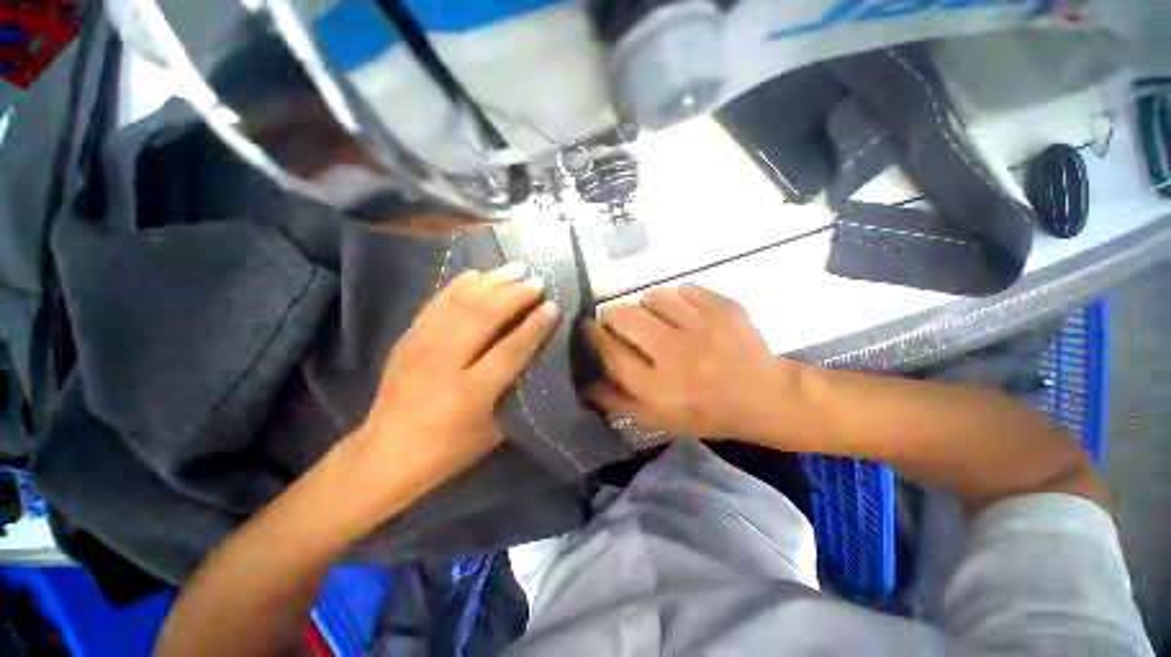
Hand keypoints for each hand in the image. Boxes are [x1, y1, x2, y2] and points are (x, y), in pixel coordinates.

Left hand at [344, 262, 559, 518]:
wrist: (386, 453)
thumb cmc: (448, 449)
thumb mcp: (493, 430)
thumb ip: (514, 391)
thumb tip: (534, 356)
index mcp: (471, 392)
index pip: (511, 349)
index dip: (534, 326)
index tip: (553, 305)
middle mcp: (444, 362)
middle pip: (485, 316)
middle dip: (515, 295)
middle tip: (537, 281)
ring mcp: (421, 345)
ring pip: (462, 303)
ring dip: (492, 282)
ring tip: (515, 269)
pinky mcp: (408, 338)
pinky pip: (437, 302)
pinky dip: (459, 285)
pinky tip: (477, 274)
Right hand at [585, 284, 809, 440]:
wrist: (766, 397)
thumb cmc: (707, 413)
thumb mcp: (660, 419)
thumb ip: (619, 402)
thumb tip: (585, 387)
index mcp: (658, 387)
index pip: (611, 352)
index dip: (595, 335)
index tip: (589, 327)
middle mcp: (676, 354)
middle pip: (626, 317)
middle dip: (613, 315)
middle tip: (618, 320)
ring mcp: (703, 327)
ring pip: (653, 297)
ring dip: (646, 306)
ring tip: (654, 317)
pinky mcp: (723, 308)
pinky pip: (684, 289)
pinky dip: (677, 298)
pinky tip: (684, 312)